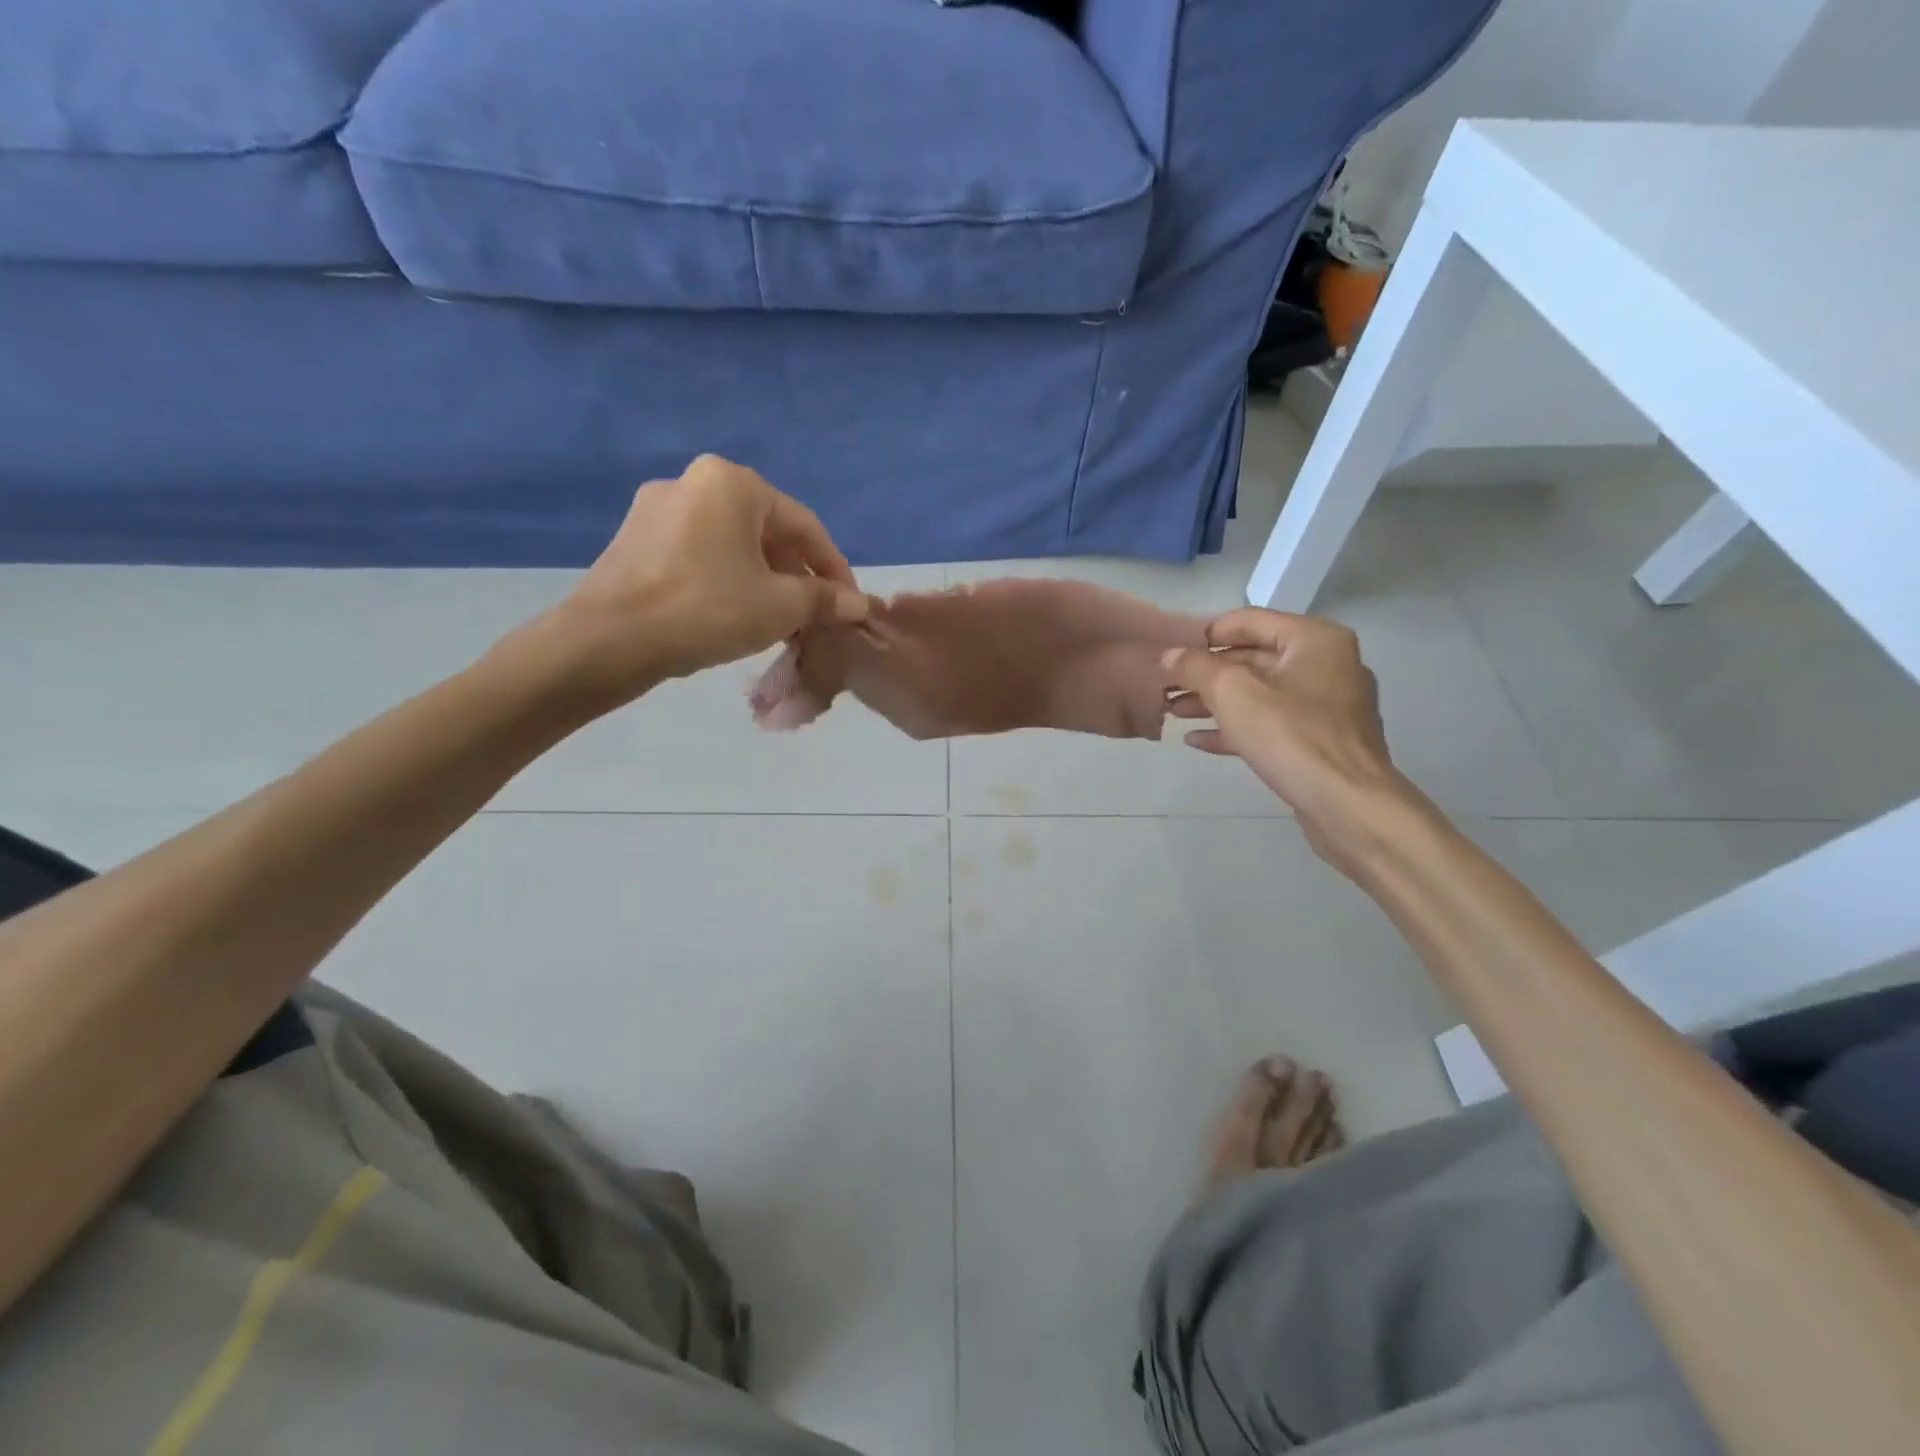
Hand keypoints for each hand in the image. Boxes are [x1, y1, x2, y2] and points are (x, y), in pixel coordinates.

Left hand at [548, 456, 868, 704]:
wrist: (609, 640)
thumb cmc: (707, 610)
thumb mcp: (780, 607)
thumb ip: (824, 600)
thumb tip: (858, 605)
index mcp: (733, 483)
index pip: (805, 526)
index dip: (835, 569)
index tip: (850, 605)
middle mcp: (694, 482)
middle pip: (767, 532)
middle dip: (797, 576)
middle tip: (814, 617)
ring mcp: (657, 509)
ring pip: (732, 545)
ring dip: (764, 580)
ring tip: (778, 621)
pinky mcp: (634, 539)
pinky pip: (699, 555)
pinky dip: (727, 580)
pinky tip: (734, 614)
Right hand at [1164, 609, 1404, 865]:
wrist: (1349, 806)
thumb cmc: (1291, 737)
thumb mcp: (1232, 693)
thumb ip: (1196, 667)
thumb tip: (1170, 655)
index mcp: (1313, 639)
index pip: (1247, 621)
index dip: (1203, 635)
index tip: (1169, 654)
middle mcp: (1326, 663)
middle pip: (1252, 657)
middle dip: (1206, 673)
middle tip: (1165, 686)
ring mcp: (1327, 705)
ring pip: (1259, 693)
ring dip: (1214, 701)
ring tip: (1173, 713)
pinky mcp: (1321, 740)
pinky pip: (1271, 723)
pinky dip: (1236, 727)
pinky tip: (1199, 740)